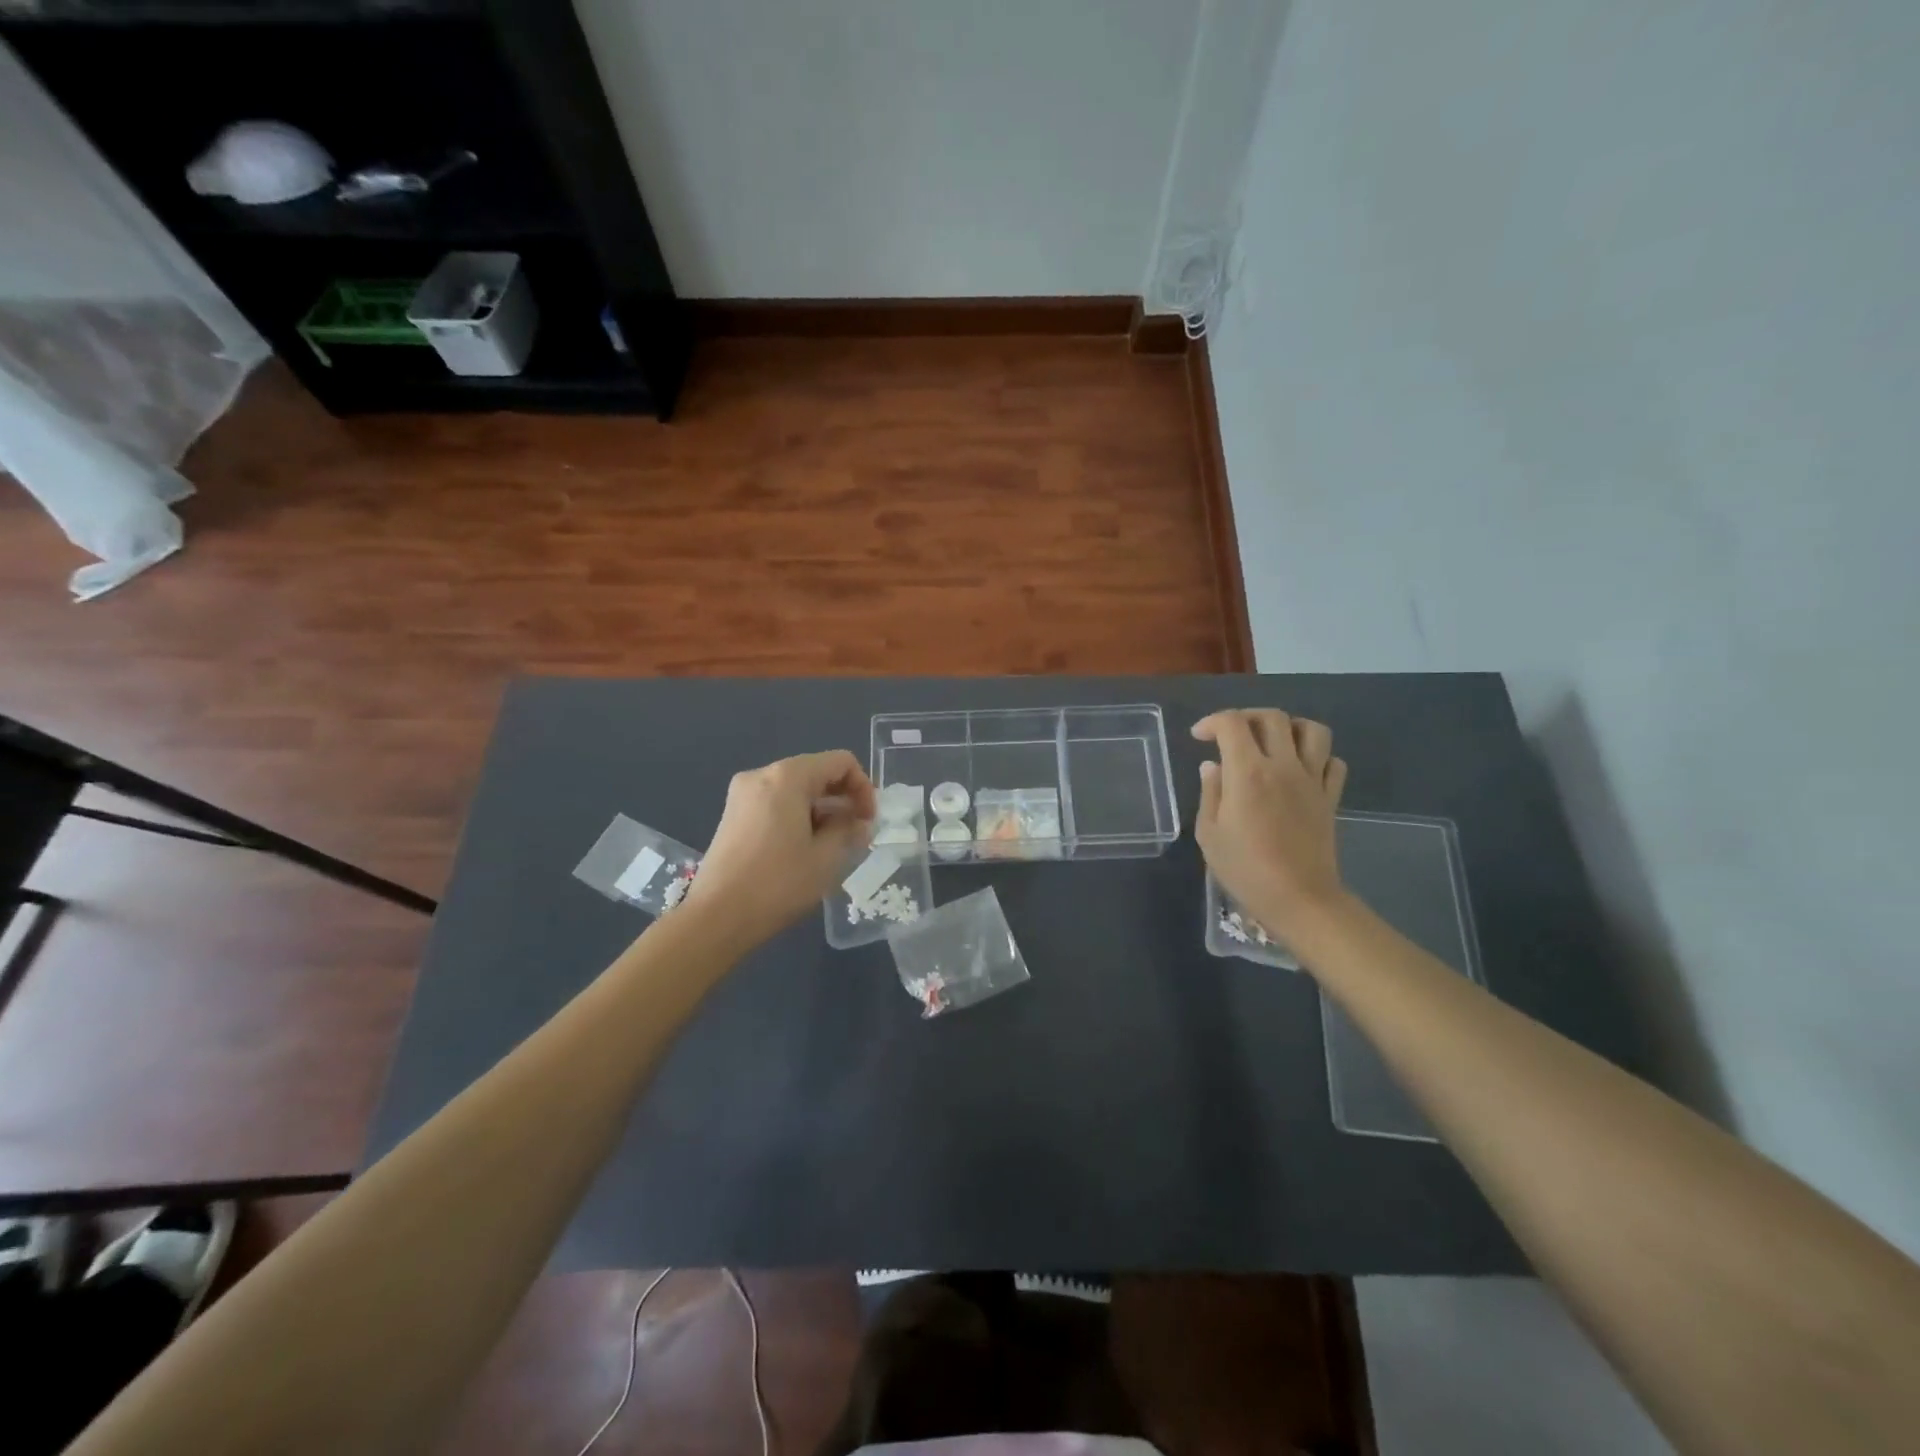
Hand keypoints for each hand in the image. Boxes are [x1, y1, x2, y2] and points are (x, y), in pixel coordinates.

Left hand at [686, 750, 877, 945]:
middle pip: (816, 772)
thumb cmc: (777, 884)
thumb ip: (850, 831)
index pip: (840, 762)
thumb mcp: (826, 858)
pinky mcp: (733, 815)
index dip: (863, 787)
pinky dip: (798, 817)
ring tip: (833, 846)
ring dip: (822, 810)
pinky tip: (805, 849)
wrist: (716, 918)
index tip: (868, 821)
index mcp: (788, 777)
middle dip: (843, 799)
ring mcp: (743, 795)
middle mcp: (762, 775)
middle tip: (856, 834)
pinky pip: (777, 803)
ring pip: (796, 789)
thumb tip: (860, 823)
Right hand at [1193, 709, 1349, 939]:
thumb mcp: (1210, 834)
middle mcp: (1283, 766)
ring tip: (1272, 742)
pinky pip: (1333, 761)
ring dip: (1289, 727)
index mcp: (1248, 773)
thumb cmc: (1245, 869)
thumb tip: (1213, 766)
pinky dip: (1317, 756)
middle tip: (1231, 735)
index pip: (1232, 724)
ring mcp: (1313, 780)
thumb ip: (1211, 793)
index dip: (1212, 722)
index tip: (1199, 736)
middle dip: (1246, 717)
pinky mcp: (1331, 797)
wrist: (1299, 899)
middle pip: (1272, 717)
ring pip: (1312, 730)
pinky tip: (1300, 769)